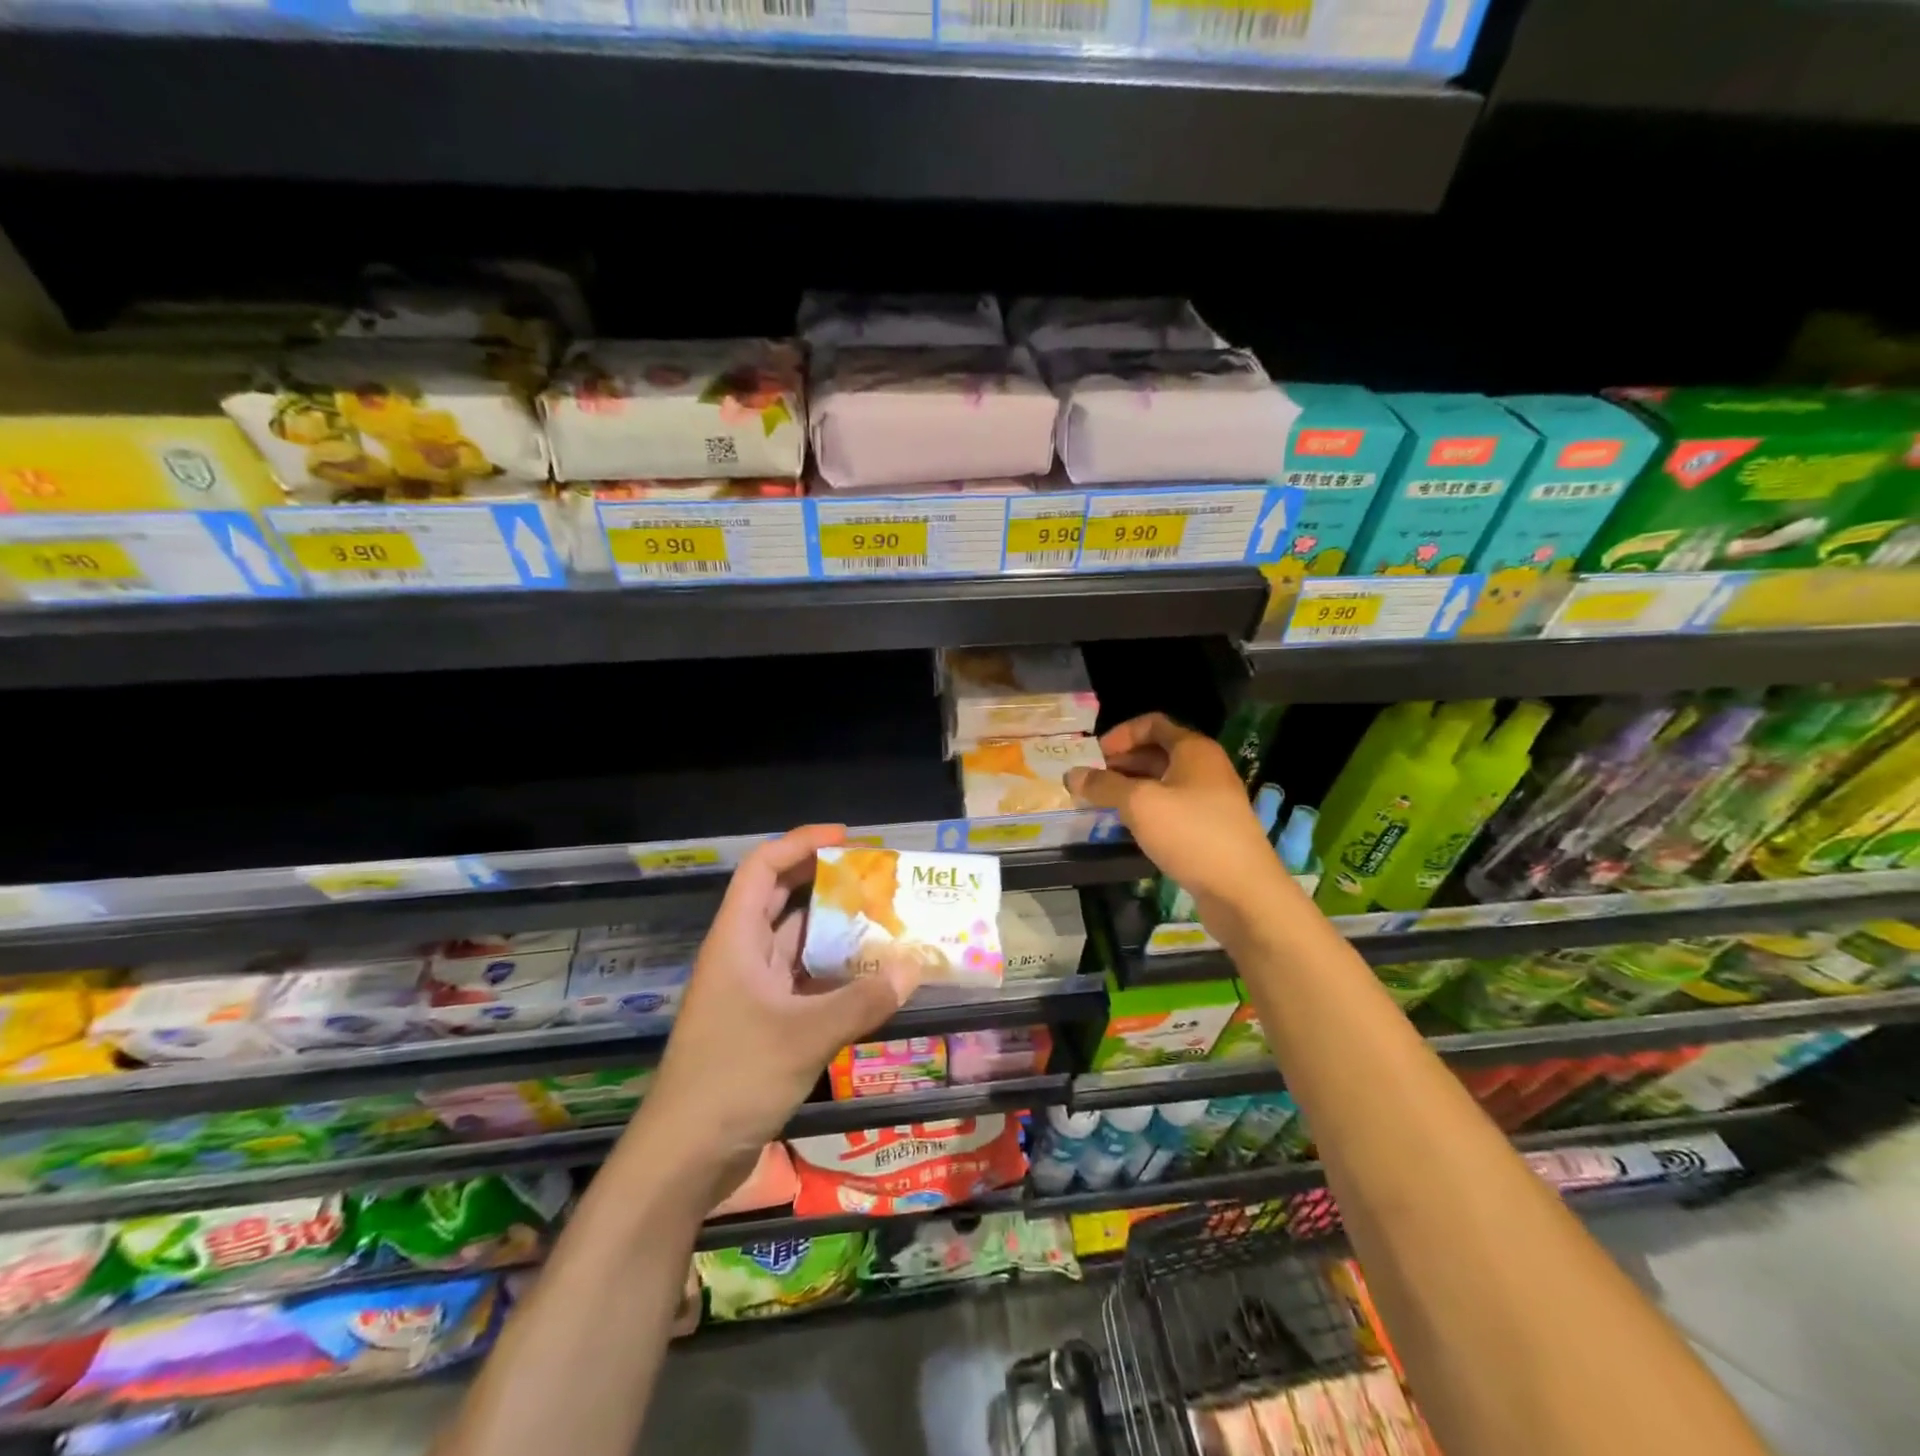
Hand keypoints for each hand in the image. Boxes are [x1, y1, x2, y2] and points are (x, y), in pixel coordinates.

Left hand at [635, 825, 919, 1201]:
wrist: (683, 1158)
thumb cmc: (733, 1079)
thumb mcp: (804, 1036)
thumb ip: (862, 1000)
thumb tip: (914, 966)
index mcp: (736, 940)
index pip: (762, 868)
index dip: (801, 844)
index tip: (848, 839)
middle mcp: (741, 956)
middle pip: (781, 900)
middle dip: (826, 883)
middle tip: (875, 878)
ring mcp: (750, 992)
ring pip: (796, 945)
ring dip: (835, 933)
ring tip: (885, 923)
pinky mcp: (762, 1024)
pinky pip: (803, 983)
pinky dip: (834, 976)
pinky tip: (870, 979)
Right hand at [1067, 713, 1287, 936]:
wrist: (1242, 890)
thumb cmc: (1191, 834)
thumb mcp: (1139, 804)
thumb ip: (1104, 785)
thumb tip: (1071, 774)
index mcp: (1194, 749)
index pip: (1152, 724)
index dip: (1120, 734)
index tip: (1094, 756)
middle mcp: (1205, 767)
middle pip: (1157, 752)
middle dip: (1121, 762)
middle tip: (1091, 782)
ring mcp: (1211, 798)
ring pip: (1163, 781)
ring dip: (1131, 787)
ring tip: (1102, 804)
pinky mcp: (1210, 827)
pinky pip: (1172, 806)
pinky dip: (1147, 809)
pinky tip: (1128, 826)